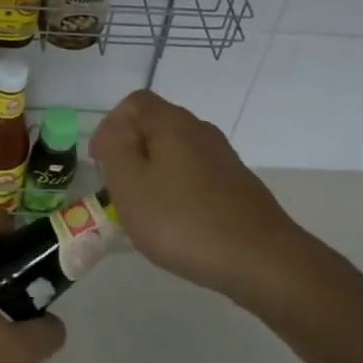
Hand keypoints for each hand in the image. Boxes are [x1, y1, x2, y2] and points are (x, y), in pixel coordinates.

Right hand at [91, 90, 307, 299]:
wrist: (261, 259)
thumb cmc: (183, 221)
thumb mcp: (130, 185)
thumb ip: (115, 148)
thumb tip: (115, 130)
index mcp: (173, 123)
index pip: (134, 103)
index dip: (110, 126)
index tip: (101, 164)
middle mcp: (201, 131)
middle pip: (156, 126)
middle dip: (131, 152)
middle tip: (119, 189)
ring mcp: (224, 158)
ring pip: (177, 153)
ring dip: (154, 173)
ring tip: (146, 210)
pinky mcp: (238, 185)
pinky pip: (196, 176)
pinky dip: (178, 190)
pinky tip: (178, 223)